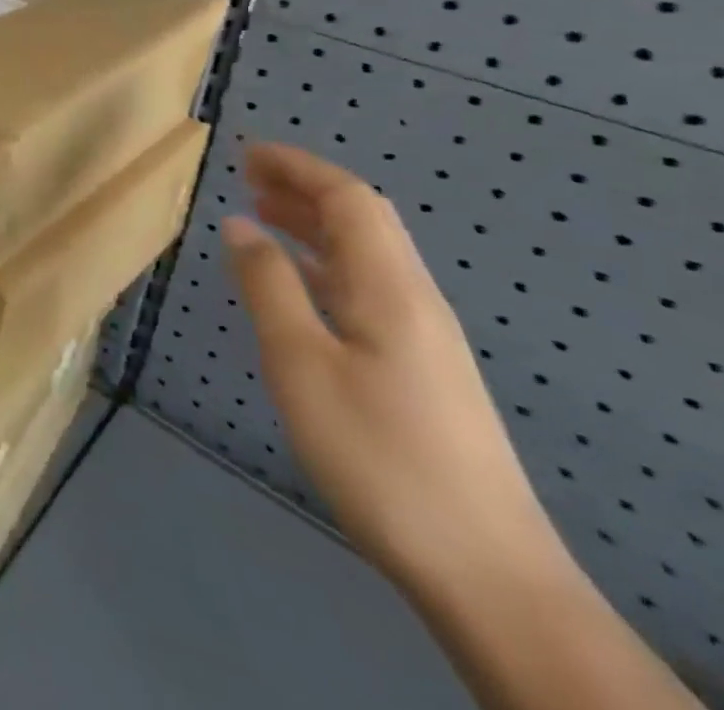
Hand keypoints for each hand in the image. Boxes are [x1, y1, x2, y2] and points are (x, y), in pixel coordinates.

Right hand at [222, 144, 561, 586]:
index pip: (351, 201)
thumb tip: (240, 223)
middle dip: (304, 189)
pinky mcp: (418, 372)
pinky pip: (364, 291)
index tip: (245, 152)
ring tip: (259, 214)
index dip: (299, 167)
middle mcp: (414, 302)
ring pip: (364, 258)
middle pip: (363, 223)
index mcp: (392, 289)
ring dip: (312, 226)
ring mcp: (421, 340)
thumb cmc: (378, 452)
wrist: (483, 570)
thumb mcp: (301, 362)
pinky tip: (292, 284)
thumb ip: (268, 286)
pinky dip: (320, 267)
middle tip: (245, 174)